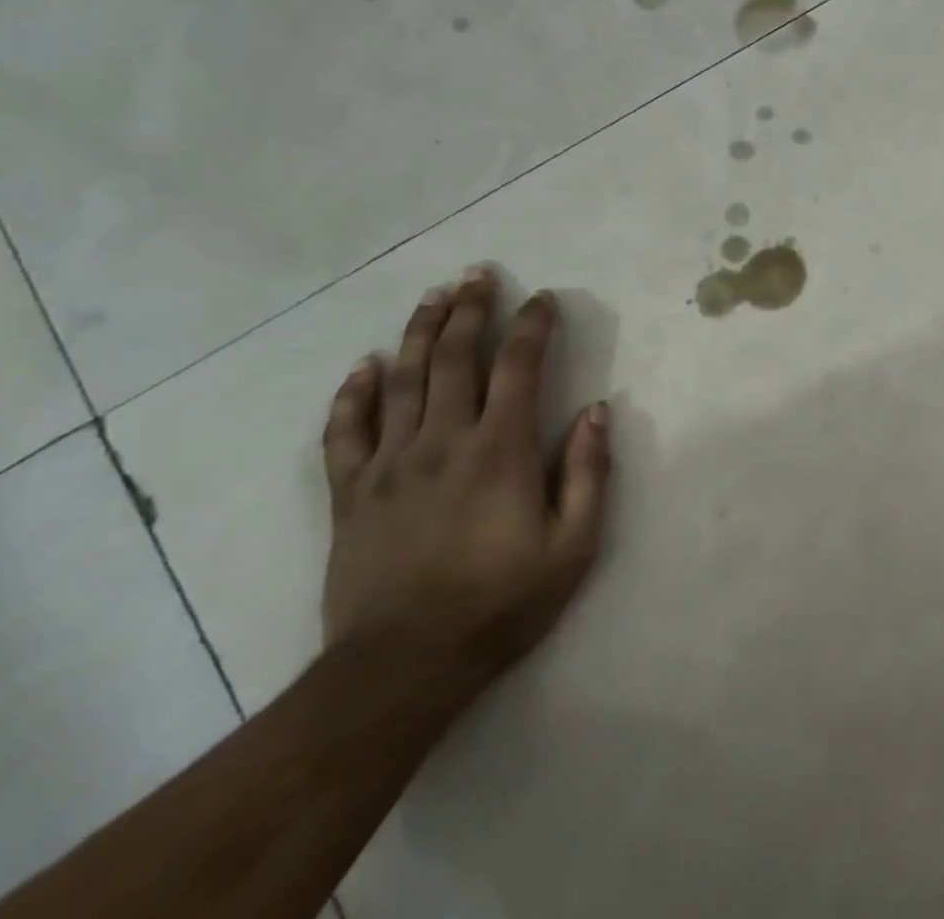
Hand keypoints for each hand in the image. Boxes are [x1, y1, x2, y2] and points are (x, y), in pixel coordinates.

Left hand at [320, 266, 612, 685]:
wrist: (401, 669)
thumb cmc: (501, 603)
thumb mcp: (573, 545)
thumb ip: (588, 472)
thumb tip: (597, 410)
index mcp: (500, 450)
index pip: (518, 367)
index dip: (532, 326)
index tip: (542, 299)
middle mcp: (443, 441)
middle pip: (454, 358)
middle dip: (470, 310)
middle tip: (478, 274)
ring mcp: (389, 465)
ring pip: (403, 380)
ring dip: (420, 333)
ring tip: (433, 297)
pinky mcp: (351, 494)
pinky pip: (346, 432)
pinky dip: (354, 394)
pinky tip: (365, 366)